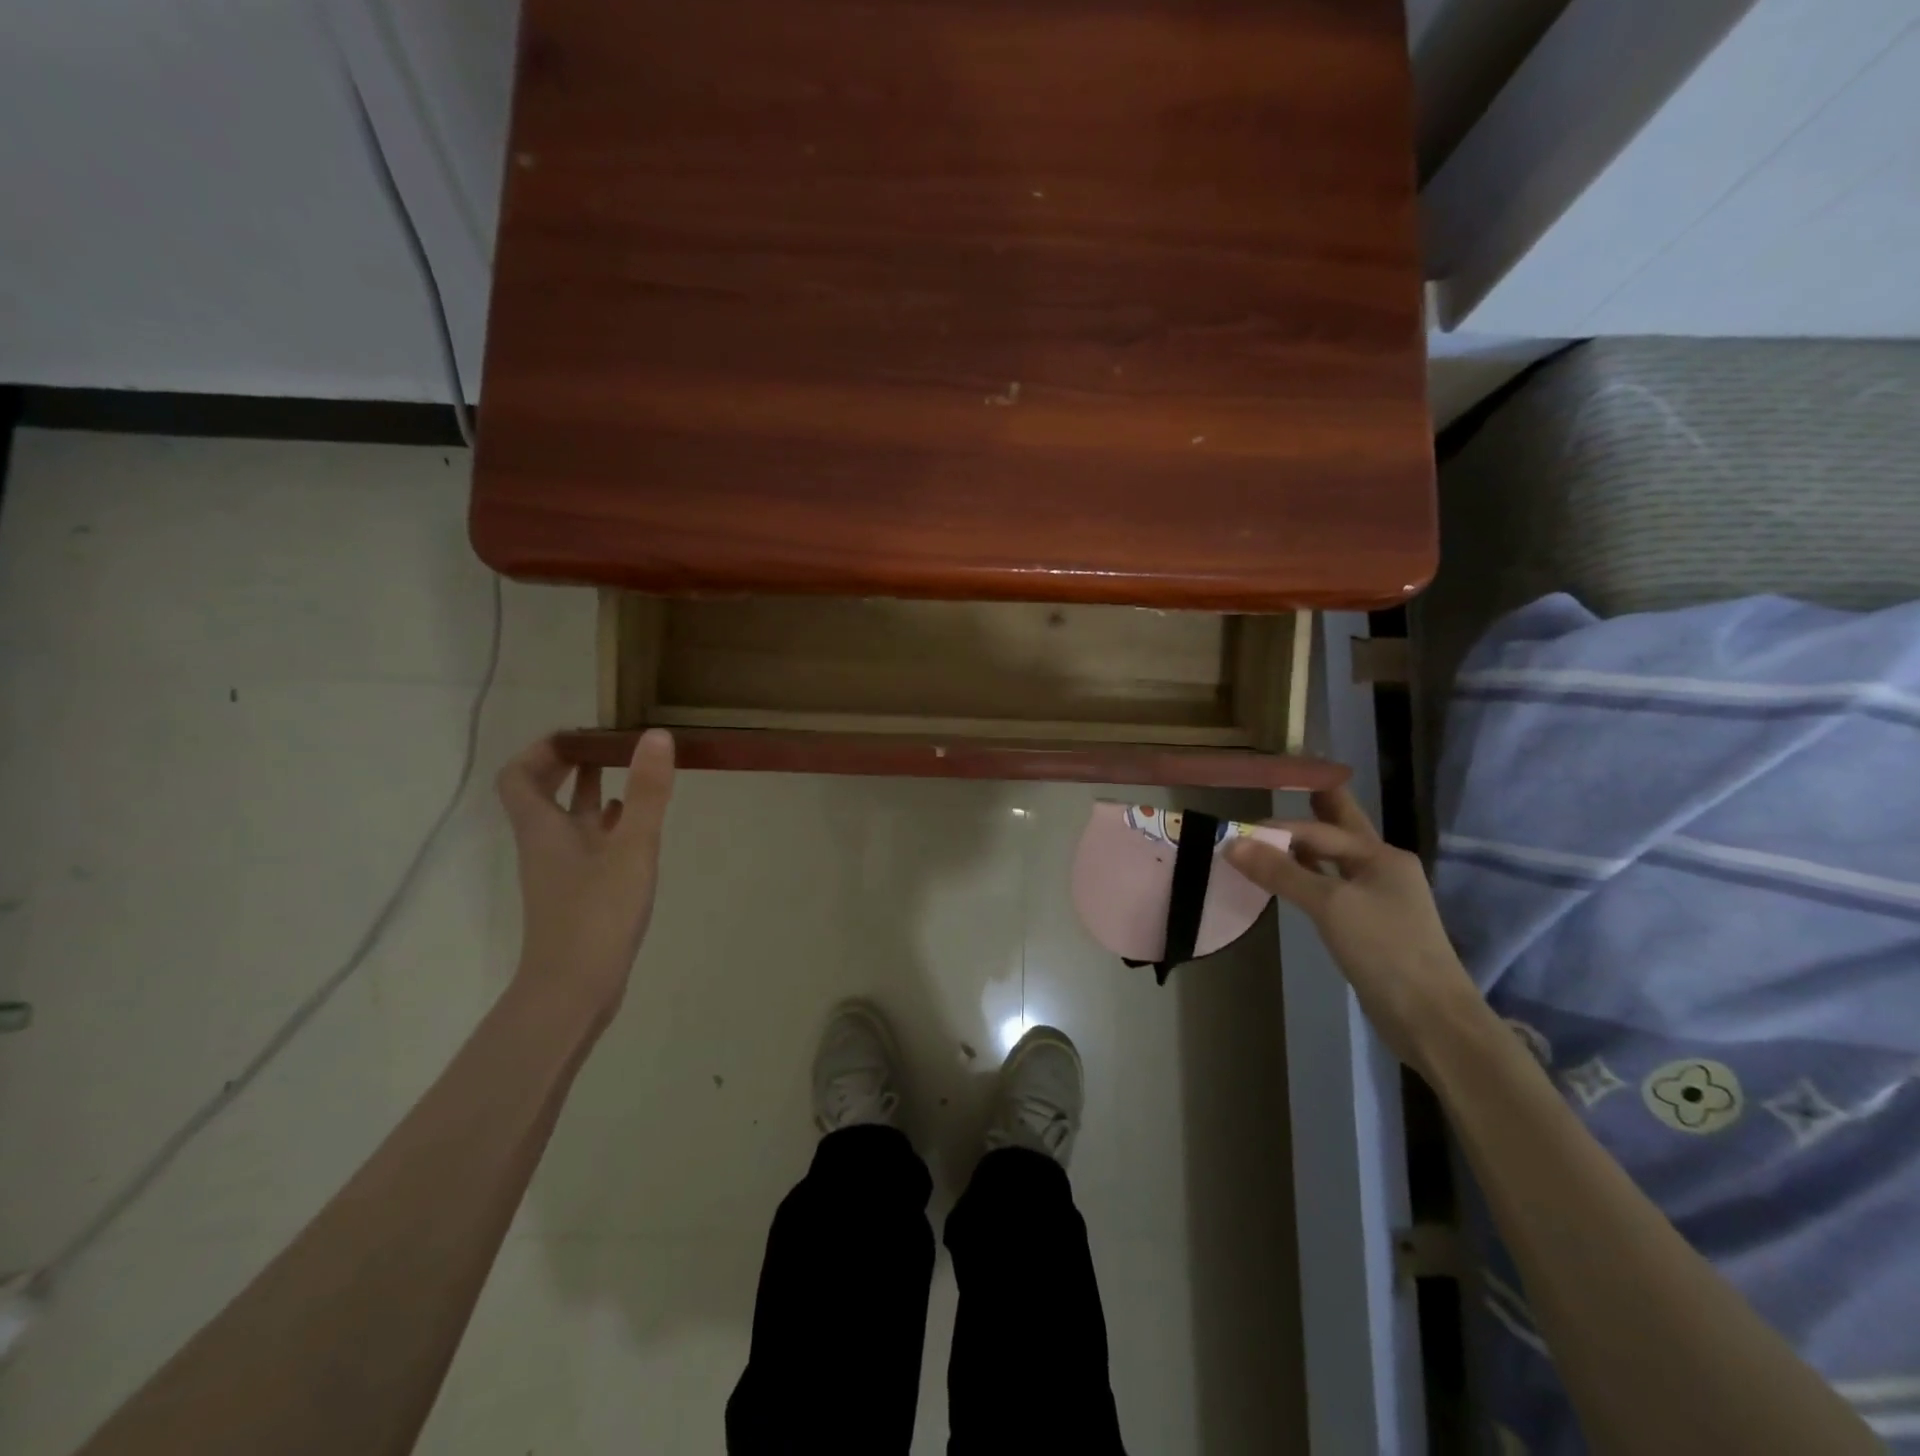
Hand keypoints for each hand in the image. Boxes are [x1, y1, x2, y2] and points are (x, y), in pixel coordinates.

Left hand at [496, 730, 675, 1019]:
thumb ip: (647, 793)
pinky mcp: (580, 893)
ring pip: (568, 820)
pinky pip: (588, 846)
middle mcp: (546, 844)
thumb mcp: (631, 847)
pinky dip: (608, 827)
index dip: (543, 749)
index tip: (582, 734)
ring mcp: (563, 871)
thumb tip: (654, 735)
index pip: (518, 776)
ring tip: (631, 773)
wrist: (574, 989)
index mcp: (543, 828)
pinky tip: (636, 826)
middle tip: (610, 746)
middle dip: (571, 764)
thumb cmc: (597, 914)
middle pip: (542, 794)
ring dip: (591, 792)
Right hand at [1224, 786, 1485, 1075]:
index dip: (1278, 828)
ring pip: (1336, 860)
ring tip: (1279, 830)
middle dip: (1317, 808)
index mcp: (1381, 856)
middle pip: (1342, 831)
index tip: (1239, 832)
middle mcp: (1383, 869)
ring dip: (1307, 846)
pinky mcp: (1371, 926)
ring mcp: (1380, 899)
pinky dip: (1310, 877)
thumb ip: (1281, 872)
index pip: (1320, 830)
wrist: (1431, 1017)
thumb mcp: (1329, 905)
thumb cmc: (1384, 949)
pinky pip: (1333, 888)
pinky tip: (1291, 880)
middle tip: (1292, 783)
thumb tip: (1232, 843)